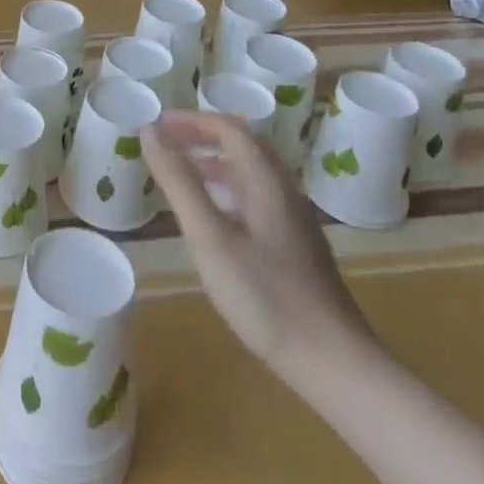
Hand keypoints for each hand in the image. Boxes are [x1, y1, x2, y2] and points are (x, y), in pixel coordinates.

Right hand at [143, 111, 374, 383]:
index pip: (230, 128)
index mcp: (266, 181)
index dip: (192, 120)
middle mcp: (284, 191)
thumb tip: (150, 130)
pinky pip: (258, 196)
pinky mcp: (297, 246)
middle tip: (167, 142)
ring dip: (215, 161)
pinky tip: (214, 217)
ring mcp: (295, 220)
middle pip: (245, 144)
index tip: (158, 124)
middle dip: (204, 135)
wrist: (334, 363)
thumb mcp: (209, 237)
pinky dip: (228, 188)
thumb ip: (179, 181)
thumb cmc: (265, 296)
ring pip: (252, 172)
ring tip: (182, 173)